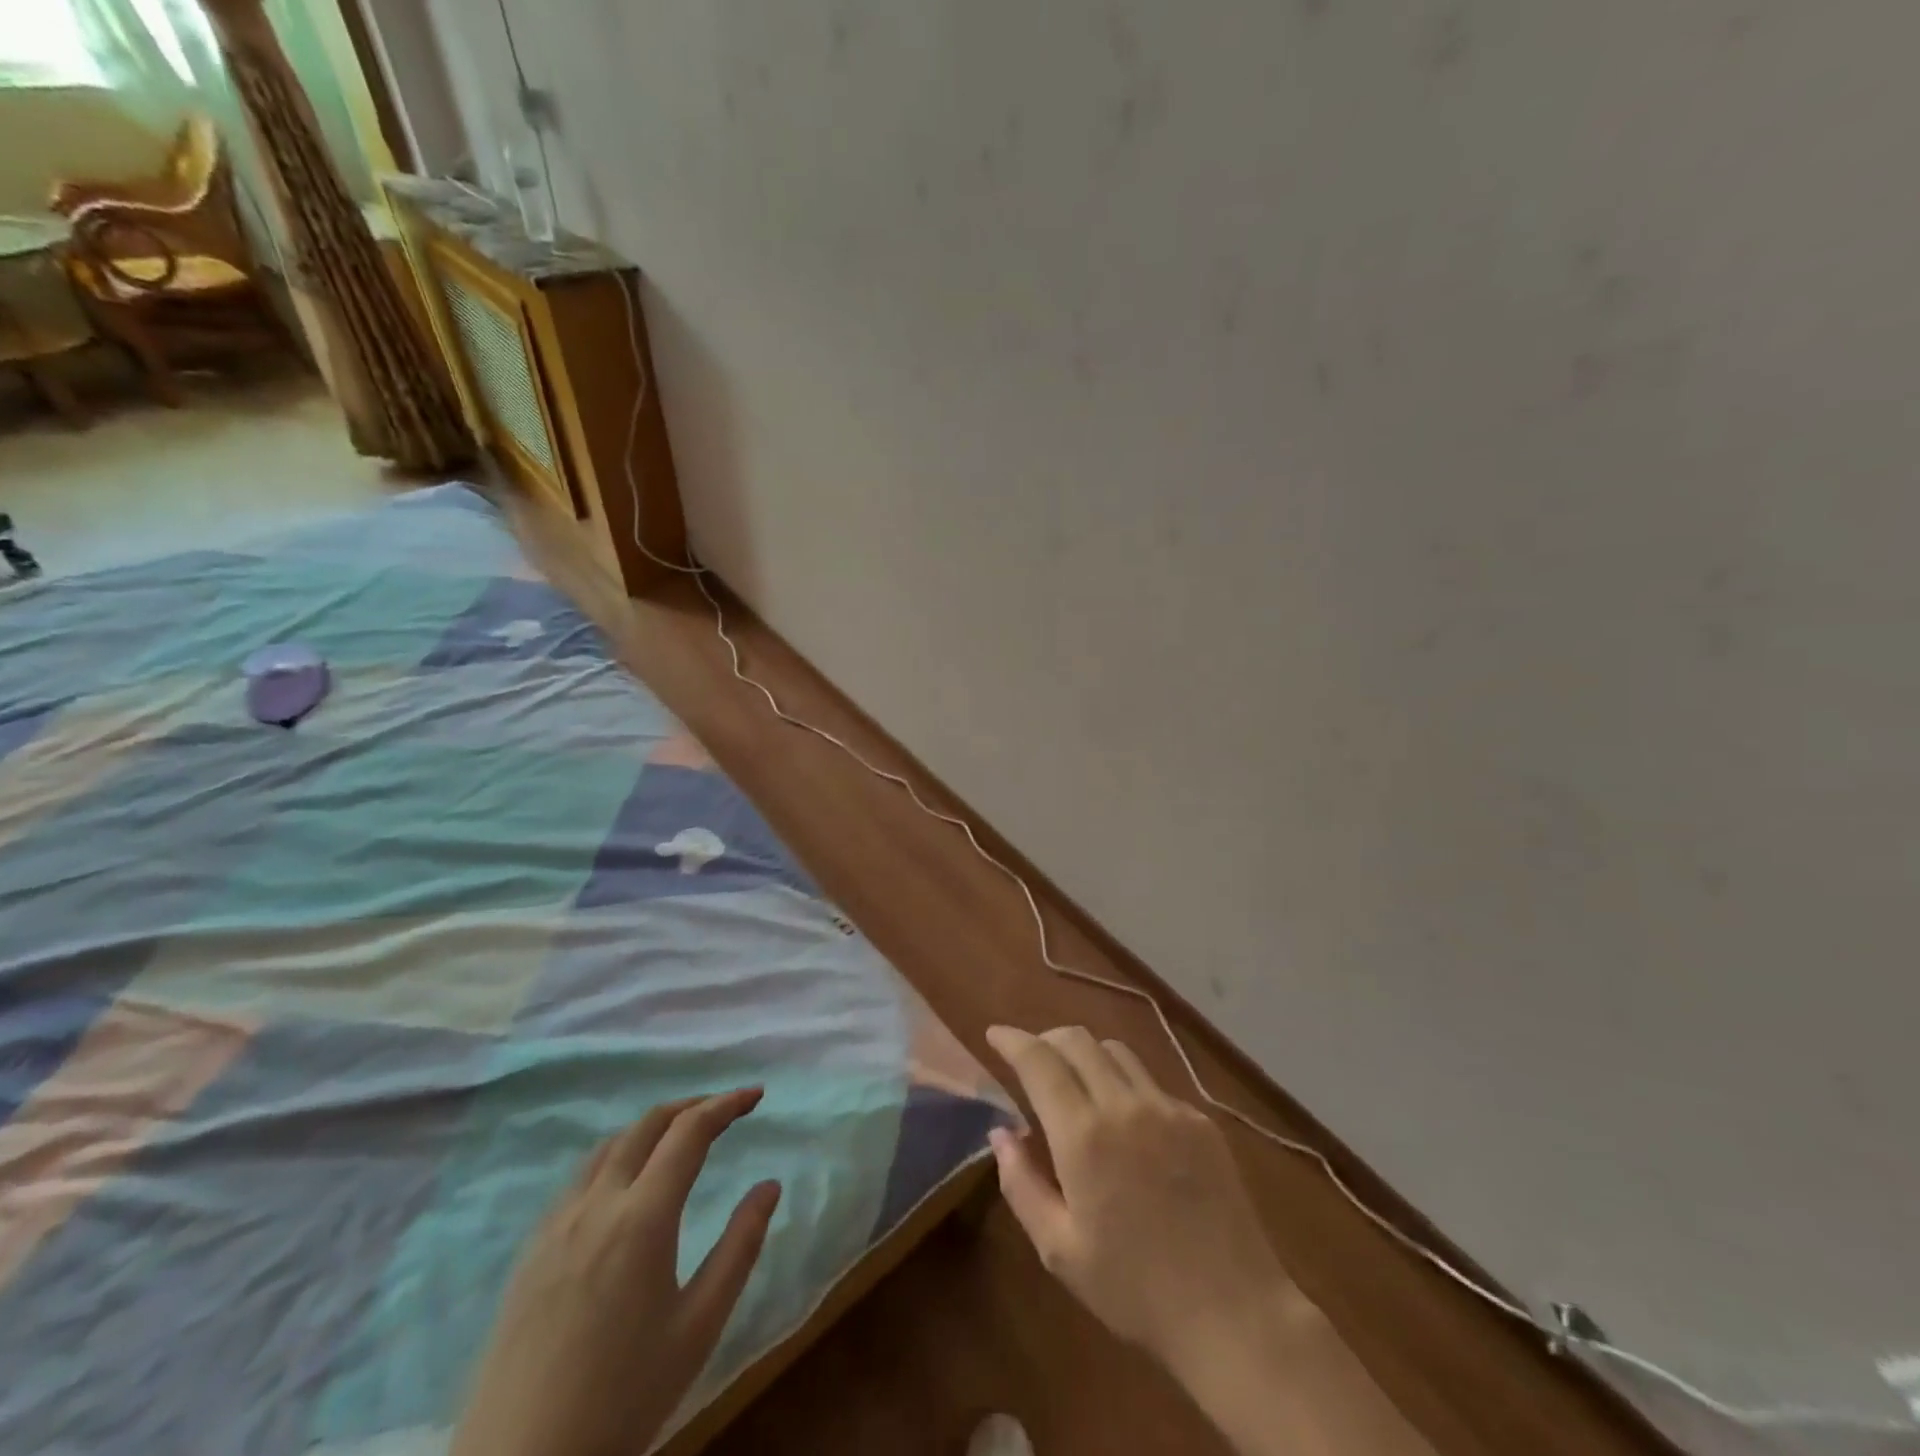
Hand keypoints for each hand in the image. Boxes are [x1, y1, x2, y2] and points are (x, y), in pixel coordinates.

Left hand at [451, 1091, 780, 1455]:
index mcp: (642, 1217)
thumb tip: (770, 1186)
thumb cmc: (624, 1397)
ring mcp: (556, 1225)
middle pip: (646, 1125)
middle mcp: (597, 1204)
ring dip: (650, 1127)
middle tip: (724, 1110)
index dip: (725, 1104)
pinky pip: (579, 1178)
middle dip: (690, 1106)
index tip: (755, 1095)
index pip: (690, 1132)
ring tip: (678, 1137)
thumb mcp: (700, 1325)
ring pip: (608, 1146)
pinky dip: (615, 1156)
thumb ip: (740, 1247)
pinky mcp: (530, 1251)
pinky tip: (624, 1184)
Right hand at [984, 1026, 1296, 1375]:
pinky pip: (1150, 1081)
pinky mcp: (1199, 1119)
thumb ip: (1021, 1183)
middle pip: (1077, 1039)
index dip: (1012, 1039)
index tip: (994, 1034)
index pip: (1038, 1060)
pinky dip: (1124, 1083)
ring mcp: (1167, 1107)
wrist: (1233, 1313)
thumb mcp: (1059, 1249)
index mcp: (1083, 1135)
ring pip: (1115, 1050)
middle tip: (1030, 1060)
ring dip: (1085, 1054)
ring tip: (1076, 1083)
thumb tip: (1001, 1132)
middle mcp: (1124, 1105)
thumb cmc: (1134, 1290)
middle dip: (1045, 1039)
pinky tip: (1126, 1121)